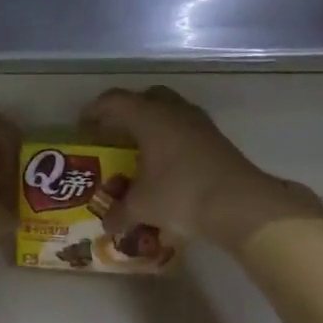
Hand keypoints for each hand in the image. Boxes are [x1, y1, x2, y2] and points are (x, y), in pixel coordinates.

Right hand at [81, 86, 322, 249]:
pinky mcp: (216, 139)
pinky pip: (185, 129)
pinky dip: (171, 139)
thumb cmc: (180, 194)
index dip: (95, 111)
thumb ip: (119, 213)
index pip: (114, 101)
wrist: (239, 203)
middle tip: (114, 134)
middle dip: (127, 113)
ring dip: (153, 125)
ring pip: (169, 111)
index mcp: (149, 117)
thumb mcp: (141, 207)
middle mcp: (174, 111)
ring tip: (140, 150)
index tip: (83, 126)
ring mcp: (199, 123)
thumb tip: (108, 224)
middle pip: (145, 98)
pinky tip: (167, 163)